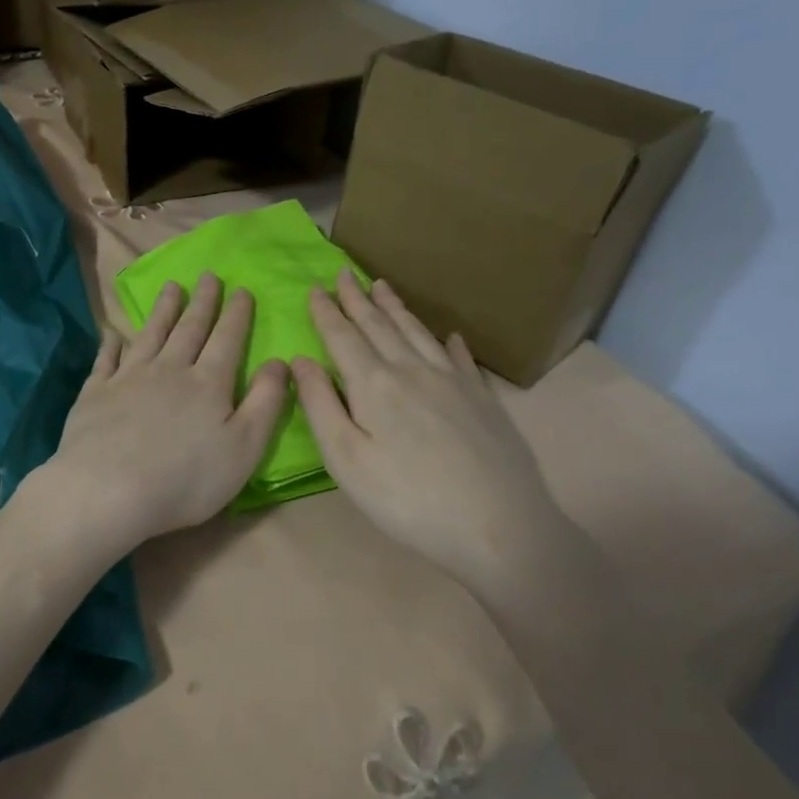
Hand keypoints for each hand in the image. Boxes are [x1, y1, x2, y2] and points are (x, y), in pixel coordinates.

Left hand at [45, 274, 288, 554]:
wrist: (108, 489)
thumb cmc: (186, 478)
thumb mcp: (245, 447)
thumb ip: (265, 402)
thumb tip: (279, 362)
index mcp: (208, 383)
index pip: (227, 339)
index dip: (236, 314)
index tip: (241, 289)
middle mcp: (169, 370)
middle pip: (189, 328)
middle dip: (202, 302)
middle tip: (208, 275)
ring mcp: (128, 378)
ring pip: (150, 334)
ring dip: (162, 310)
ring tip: (171, 287)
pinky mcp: (95, 394)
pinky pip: (106, 360)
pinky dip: (111, 344)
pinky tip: (113, 333)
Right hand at [292, 270, 574, 587]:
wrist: (498, 525)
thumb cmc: (406, 499)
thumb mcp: (346, 460)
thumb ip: (320, 406)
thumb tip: (301, 360)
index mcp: (374, 384)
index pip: (343, 336)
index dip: (327, 312)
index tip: (315, 287)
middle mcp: (413, 370)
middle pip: (380, 326)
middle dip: (358, 299)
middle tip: (344, 273)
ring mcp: (454, 381)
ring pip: (418, 333)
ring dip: (396, 308)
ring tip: (383, 286)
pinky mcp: (483, 399)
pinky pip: (461, 359)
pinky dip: (449, 342)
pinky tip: (449, 335)